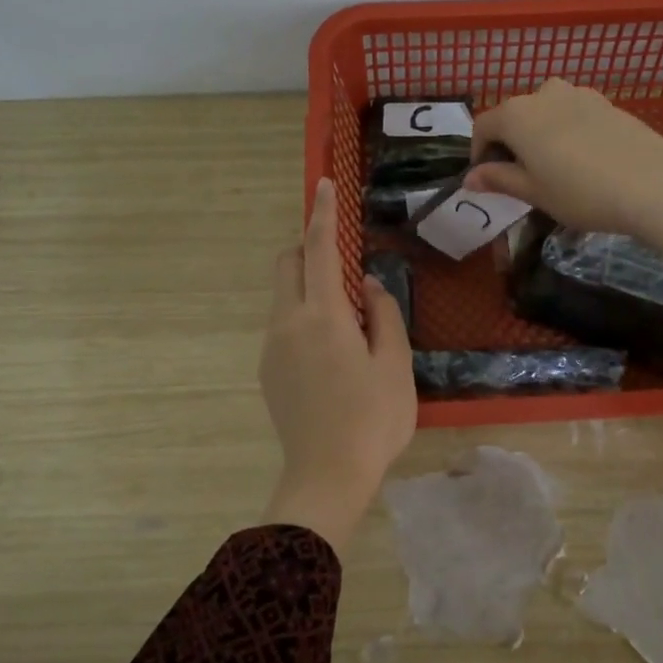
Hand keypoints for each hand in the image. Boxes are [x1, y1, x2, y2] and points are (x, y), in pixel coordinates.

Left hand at [258, 178, 416, 554]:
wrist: (327, 475)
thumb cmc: (373, 419)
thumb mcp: (394, 364)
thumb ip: (383, 314)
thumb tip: (368, 284)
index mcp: (323, 316)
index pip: (319, 250)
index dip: (323, 215)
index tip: (324, 187)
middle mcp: (288, 323)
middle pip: (287, 265)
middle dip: (308, 249)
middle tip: (343, 267)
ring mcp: (272, 348)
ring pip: (283, 296)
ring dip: (308, 289)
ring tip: (348, 326)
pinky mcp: (268, 371)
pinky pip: (283, 325)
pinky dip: (303, 317)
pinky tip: (331, 356)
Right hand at [464, 79, 662, 293]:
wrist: (652, 183)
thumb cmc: (580, 192)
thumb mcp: (533, 192)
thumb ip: (498, 179)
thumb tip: (470, 178)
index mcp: (517, 114)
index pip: (483, 126)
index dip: (478, 153)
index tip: (487, 179)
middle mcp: (543, 93)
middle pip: (514, 116)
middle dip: (510, 143)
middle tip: (520, 178)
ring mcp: (579, 94)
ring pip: (545, 113)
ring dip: (539, 135)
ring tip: (553, 168)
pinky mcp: (606, 102)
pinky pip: (572, 114)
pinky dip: (565, 132)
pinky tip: (582, 161)